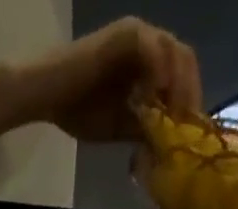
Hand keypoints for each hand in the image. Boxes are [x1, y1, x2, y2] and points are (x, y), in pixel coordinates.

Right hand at [19, 19, 202, 142]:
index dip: (189, 100)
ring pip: (173, 51)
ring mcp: (137, 35)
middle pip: (184, 59)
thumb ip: (143, 129)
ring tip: (174, 114)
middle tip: (187, 124)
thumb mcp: (118, 126)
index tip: (190, 130)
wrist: (47, 96)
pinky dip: (158, 71)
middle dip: (189, 92)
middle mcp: (147, 43)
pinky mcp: (125, 34)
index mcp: (147, 63)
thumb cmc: (77, 110)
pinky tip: (155, 97)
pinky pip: (152, 48)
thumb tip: (166, 145)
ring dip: (178, 83)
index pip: (181, 75)